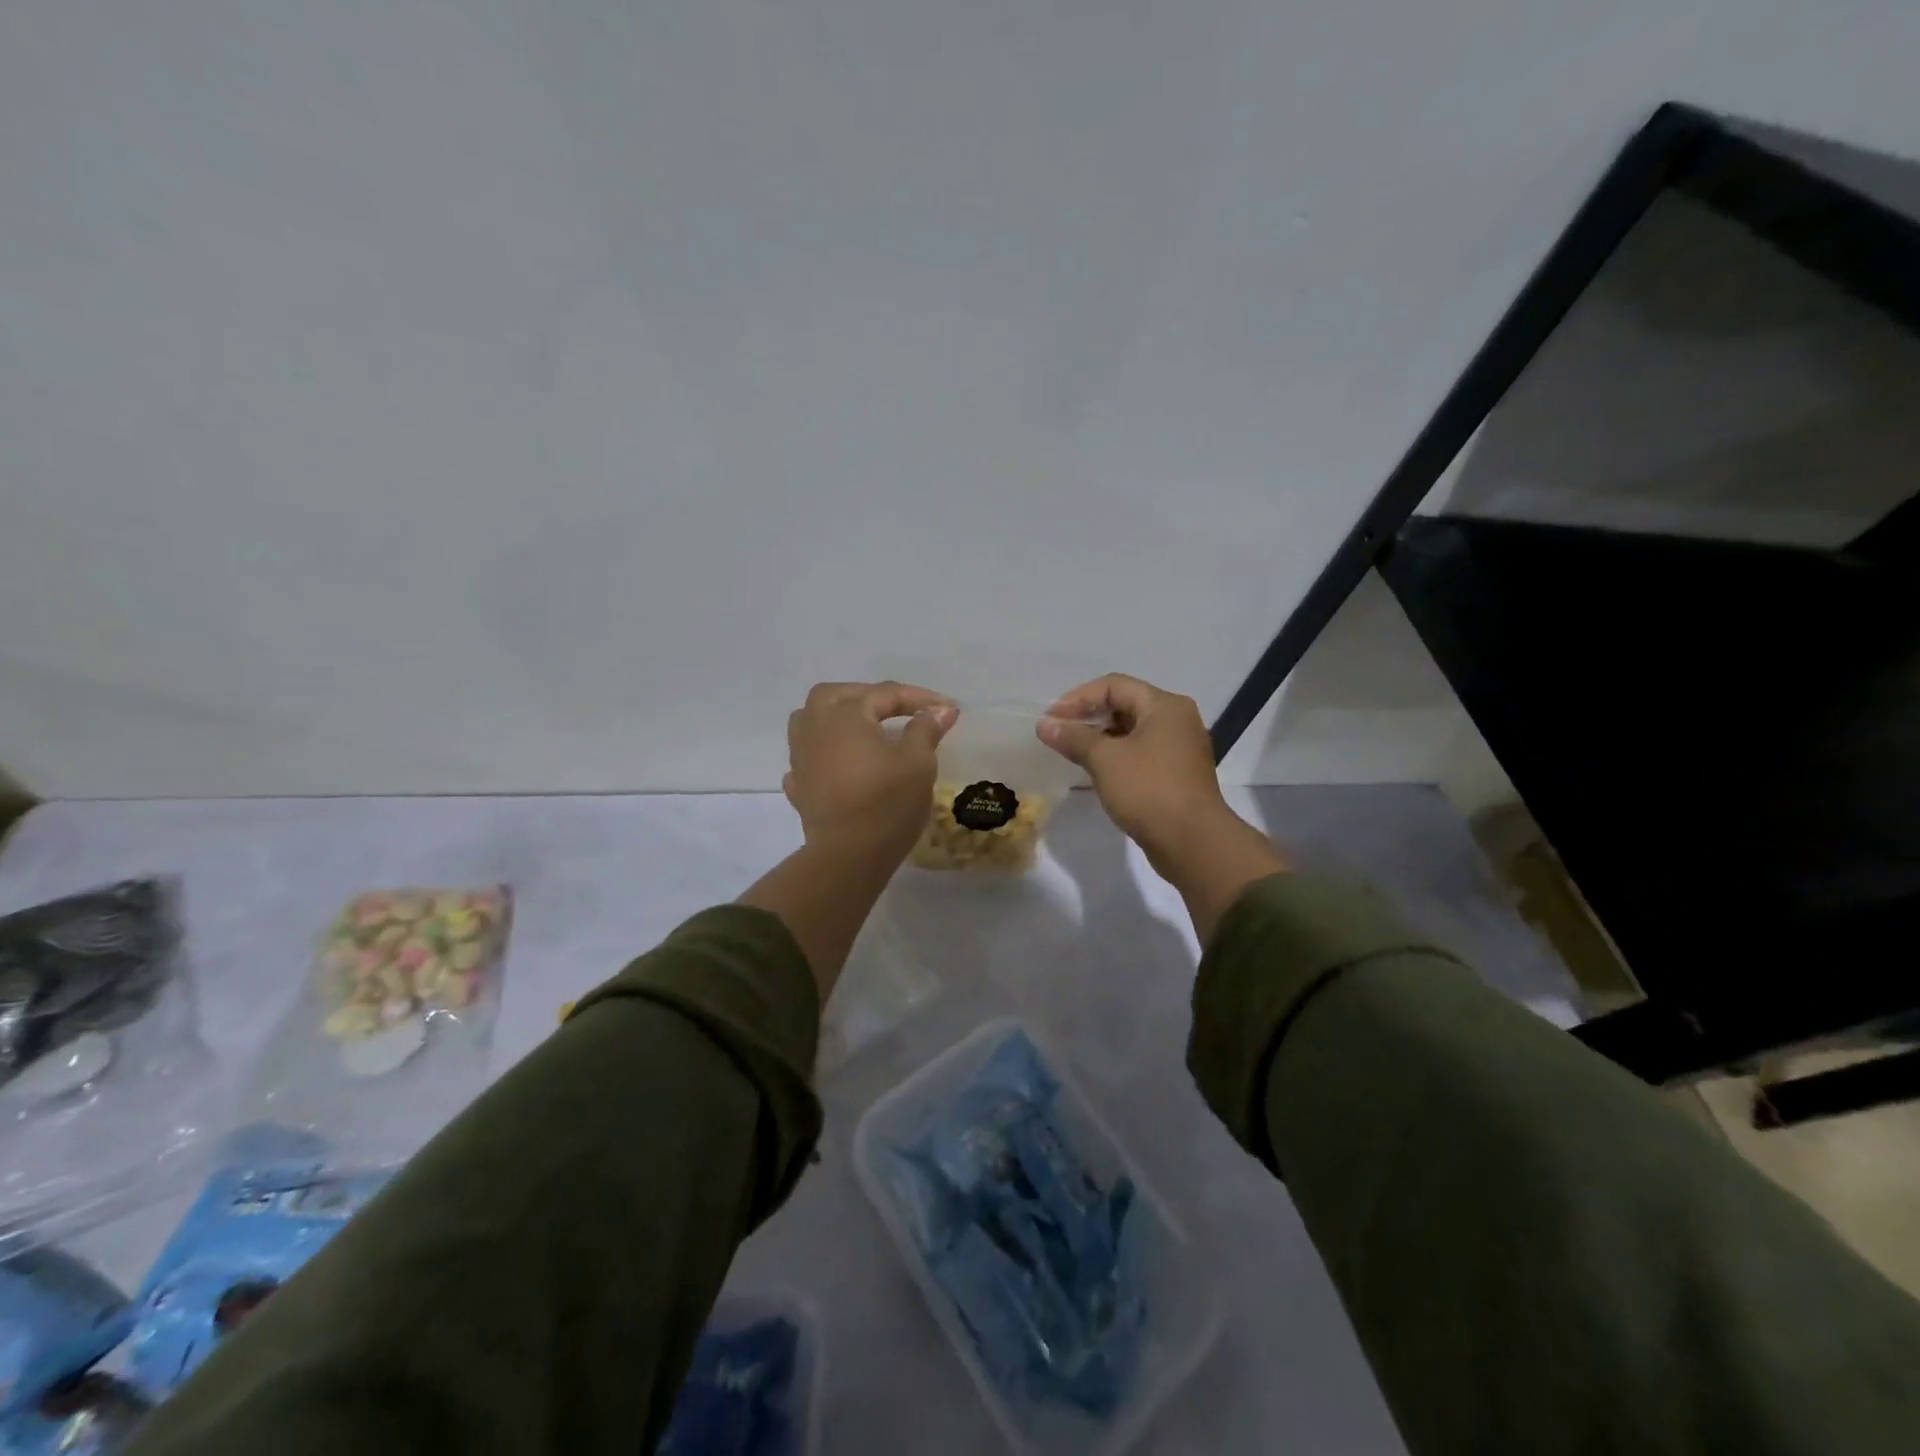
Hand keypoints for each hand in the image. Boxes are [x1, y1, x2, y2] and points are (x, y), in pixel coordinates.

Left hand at [784, 681, 955, 865]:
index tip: (949, 708)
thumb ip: (926, 729)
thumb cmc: (887, 802)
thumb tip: (941, 709)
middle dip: (867, 696)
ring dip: (834, 717)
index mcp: (846, 714)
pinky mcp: (799, 786)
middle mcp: (816, 726)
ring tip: (860, 729)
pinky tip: (837, 764)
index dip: (920, 698)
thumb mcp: (918, 762)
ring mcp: (801, 757)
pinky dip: (823, 754)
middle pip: (836, 695)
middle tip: (896, 709)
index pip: (886, 693)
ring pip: (810, 720)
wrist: (848, 855)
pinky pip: (807, 757)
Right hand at [1036, 675, 1228, 869]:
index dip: (1078, 698)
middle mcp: (1177, 720)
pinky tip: (1096, 771)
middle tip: (1058, 734)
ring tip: (1072, 752)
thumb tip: (1044, 724)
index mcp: (1165, 706)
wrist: (1193, 843)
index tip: (1051, 718)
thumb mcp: (1105, 759)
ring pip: (1133, 732)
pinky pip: (1141, 754)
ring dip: (1101, 738)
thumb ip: (1073, 737)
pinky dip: (1117, 756)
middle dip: (1088, 717)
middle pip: (1125, 705)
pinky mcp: (1177, 775)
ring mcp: (1180, 748)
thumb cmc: (1149, 790)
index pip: (1114, 686)